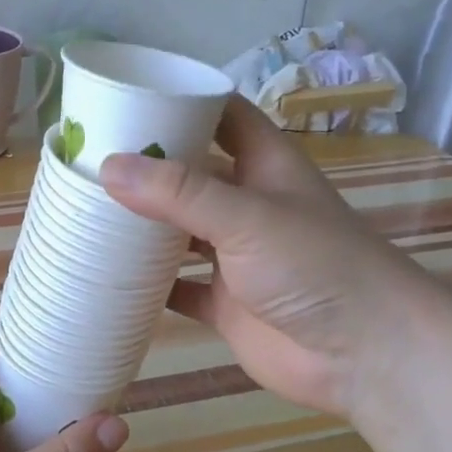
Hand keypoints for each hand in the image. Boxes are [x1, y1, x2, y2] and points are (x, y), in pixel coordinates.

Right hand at [99, 96, 421, 419]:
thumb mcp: (247, 216)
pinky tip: (107, 278)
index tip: (128, 95)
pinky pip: (179, 290)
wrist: (366, 355)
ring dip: (143, 226)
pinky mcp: (227, 305)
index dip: (184, 101)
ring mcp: (237, 257)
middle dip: (148, 167)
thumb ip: (180, 193)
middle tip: (87, 158)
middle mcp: (248, 205)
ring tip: (85, 211)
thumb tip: (108, 167)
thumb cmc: (316, 266)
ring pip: (180, 232)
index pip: (222, 116)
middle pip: (191, 174)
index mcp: (265, 166)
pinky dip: (149, 287)